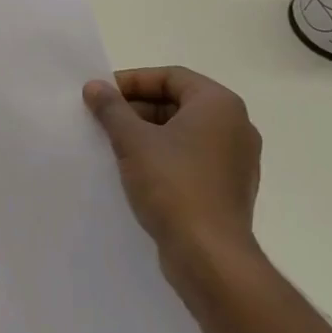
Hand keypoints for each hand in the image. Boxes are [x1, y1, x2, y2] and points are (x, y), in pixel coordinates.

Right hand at [84, 66, 262, 304]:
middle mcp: (236, 125)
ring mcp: (236, 159)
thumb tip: (94, 86)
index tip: (102, 95)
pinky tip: (136, 171)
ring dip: (147, 133)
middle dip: (137, 108)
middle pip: (178, 102)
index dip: (132, 81)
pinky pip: (192, 158)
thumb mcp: (132, 140)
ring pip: (184, 132)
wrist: (210, 256)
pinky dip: (164, 156)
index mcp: (219, 105)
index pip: (171, 76)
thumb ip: (111, 108)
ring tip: (113, 144)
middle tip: (103, 119)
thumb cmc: (173, 185)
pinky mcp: (229, 187)